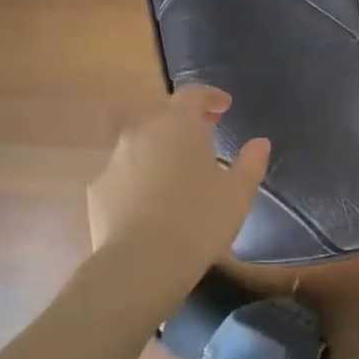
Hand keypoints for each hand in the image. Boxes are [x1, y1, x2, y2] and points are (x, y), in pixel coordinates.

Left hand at [88, 86, 269, 276]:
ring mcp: (115, 160)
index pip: (193, 94)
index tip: (224, 107)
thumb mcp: (238, 193)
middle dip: (185, 120)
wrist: (142, 264)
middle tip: (205, 134)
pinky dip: (141, 176)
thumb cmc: (199, 221)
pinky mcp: (98, 189)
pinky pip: (125, 172)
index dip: (210, 96)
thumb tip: (259, 143)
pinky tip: (153, 200)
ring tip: (180, 171)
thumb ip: (251, 162)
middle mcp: (142, 133)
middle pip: (164, 115)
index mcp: (178, 125)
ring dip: (161, 148)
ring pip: (142, 143)